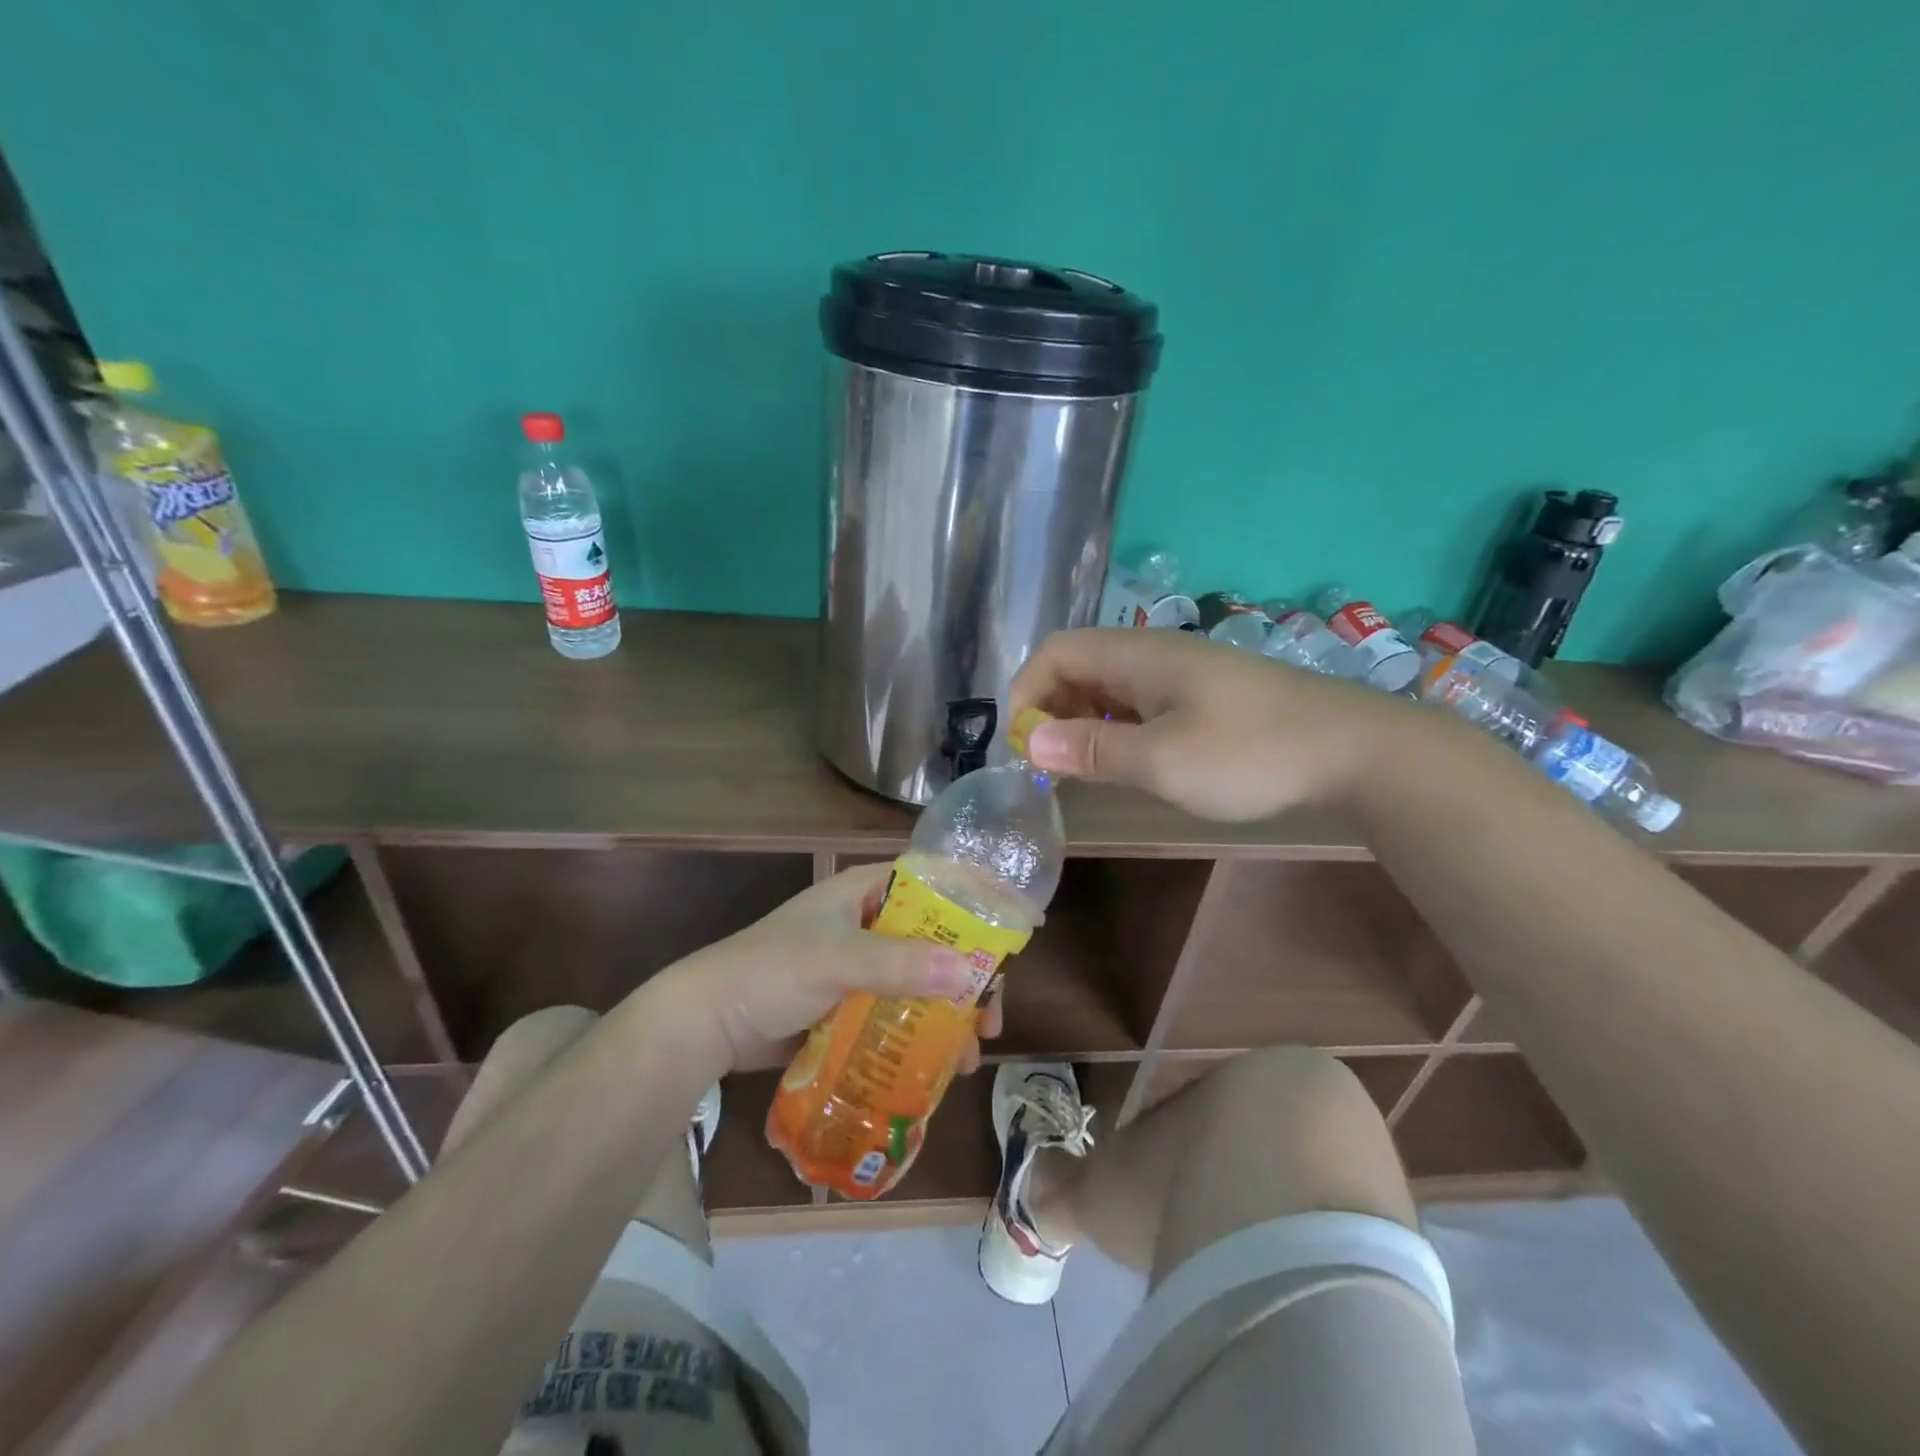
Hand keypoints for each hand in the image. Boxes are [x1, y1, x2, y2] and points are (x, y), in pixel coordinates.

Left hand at [651, 864, 1005, 1074]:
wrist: (707, 1023)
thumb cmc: (770, 971)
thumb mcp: (835, 960)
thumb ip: (898, 965)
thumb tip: (968, 975)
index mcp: (865, 892)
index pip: (934, 885)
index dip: (976, 901)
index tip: (1018, 929)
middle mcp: (868, 923)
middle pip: (934, 940)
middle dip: (967, 977)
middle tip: (990, 1015)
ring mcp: (859, 966)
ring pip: (920, 982)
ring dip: (948, 1013)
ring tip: (970, 1052)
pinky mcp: (848, 1004)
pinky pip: (897, 1012)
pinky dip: (920, 1033)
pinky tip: (940, 1065)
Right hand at [1009, 628, 1407, 820]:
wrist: (1353, 750)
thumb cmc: (1250, 753)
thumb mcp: (1162, 762)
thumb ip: (1092, 751)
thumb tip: (1030, 744)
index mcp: (1136, 656)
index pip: (1056, 653)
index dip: (1026, 693)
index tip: (1023, 746)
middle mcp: (1152, 655)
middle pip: (1078, 667)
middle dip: (1050, 710)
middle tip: (1048, 765)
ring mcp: (1180, 675)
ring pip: (1108, 688)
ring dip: (1081, 723)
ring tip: (1078, 770)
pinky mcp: (1201, 697)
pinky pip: (1137, 704)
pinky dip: (1114, 729)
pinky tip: (1124, 762)